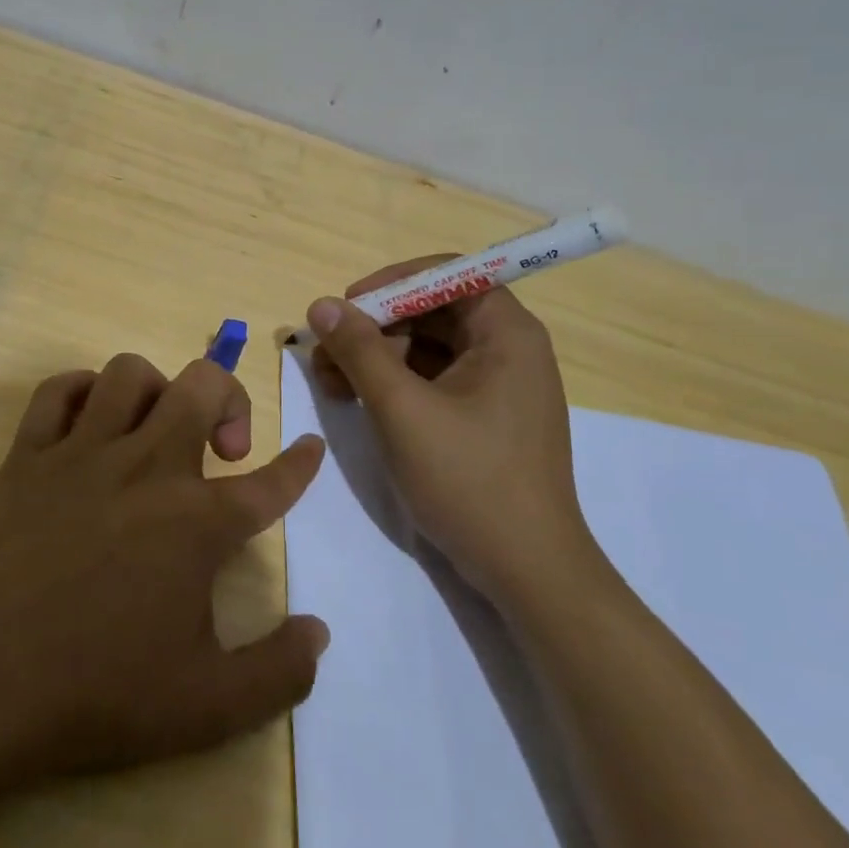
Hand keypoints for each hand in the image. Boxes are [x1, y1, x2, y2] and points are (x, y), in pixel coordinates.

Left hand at [0, 353, 329, 784]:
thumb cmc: (94, 694)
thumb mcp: (207, 708)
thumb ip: (278, 672)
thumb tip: (318, 633)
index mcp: (197, 524)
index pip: (271, 482)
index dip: (300, 464)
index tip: (311, 447)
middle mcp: (146, 468)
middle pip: (203, 386)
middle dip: (230, 398)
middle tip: (223, 448)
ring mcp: (81, 454)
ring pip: (130, 374)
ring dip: (158, 390)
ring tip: (156, 429)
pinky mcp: (25, 456)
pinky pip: (57, 391)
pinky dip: (82, 392)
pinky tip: (87, 422)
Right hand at [308, 259, 598, 599]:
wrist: (526, 572)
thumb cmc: (469, 479)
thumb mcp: (402, 409)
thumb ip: (360, 350)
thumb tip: (321, 305)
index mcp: (506, 333)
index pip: (447, 275)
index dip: (392, 283)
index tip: (347, 307)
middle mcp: (508, 350)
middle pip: (432, 311)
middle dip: (375, 327)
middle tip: (326, 352)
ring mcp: (497, 387)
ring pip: (427, 348)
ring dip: (376, 357)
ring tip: (330, 381)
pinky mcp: (484, 418)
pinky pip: (433, 381)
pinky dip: (394, 384)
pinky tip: (356, 401)